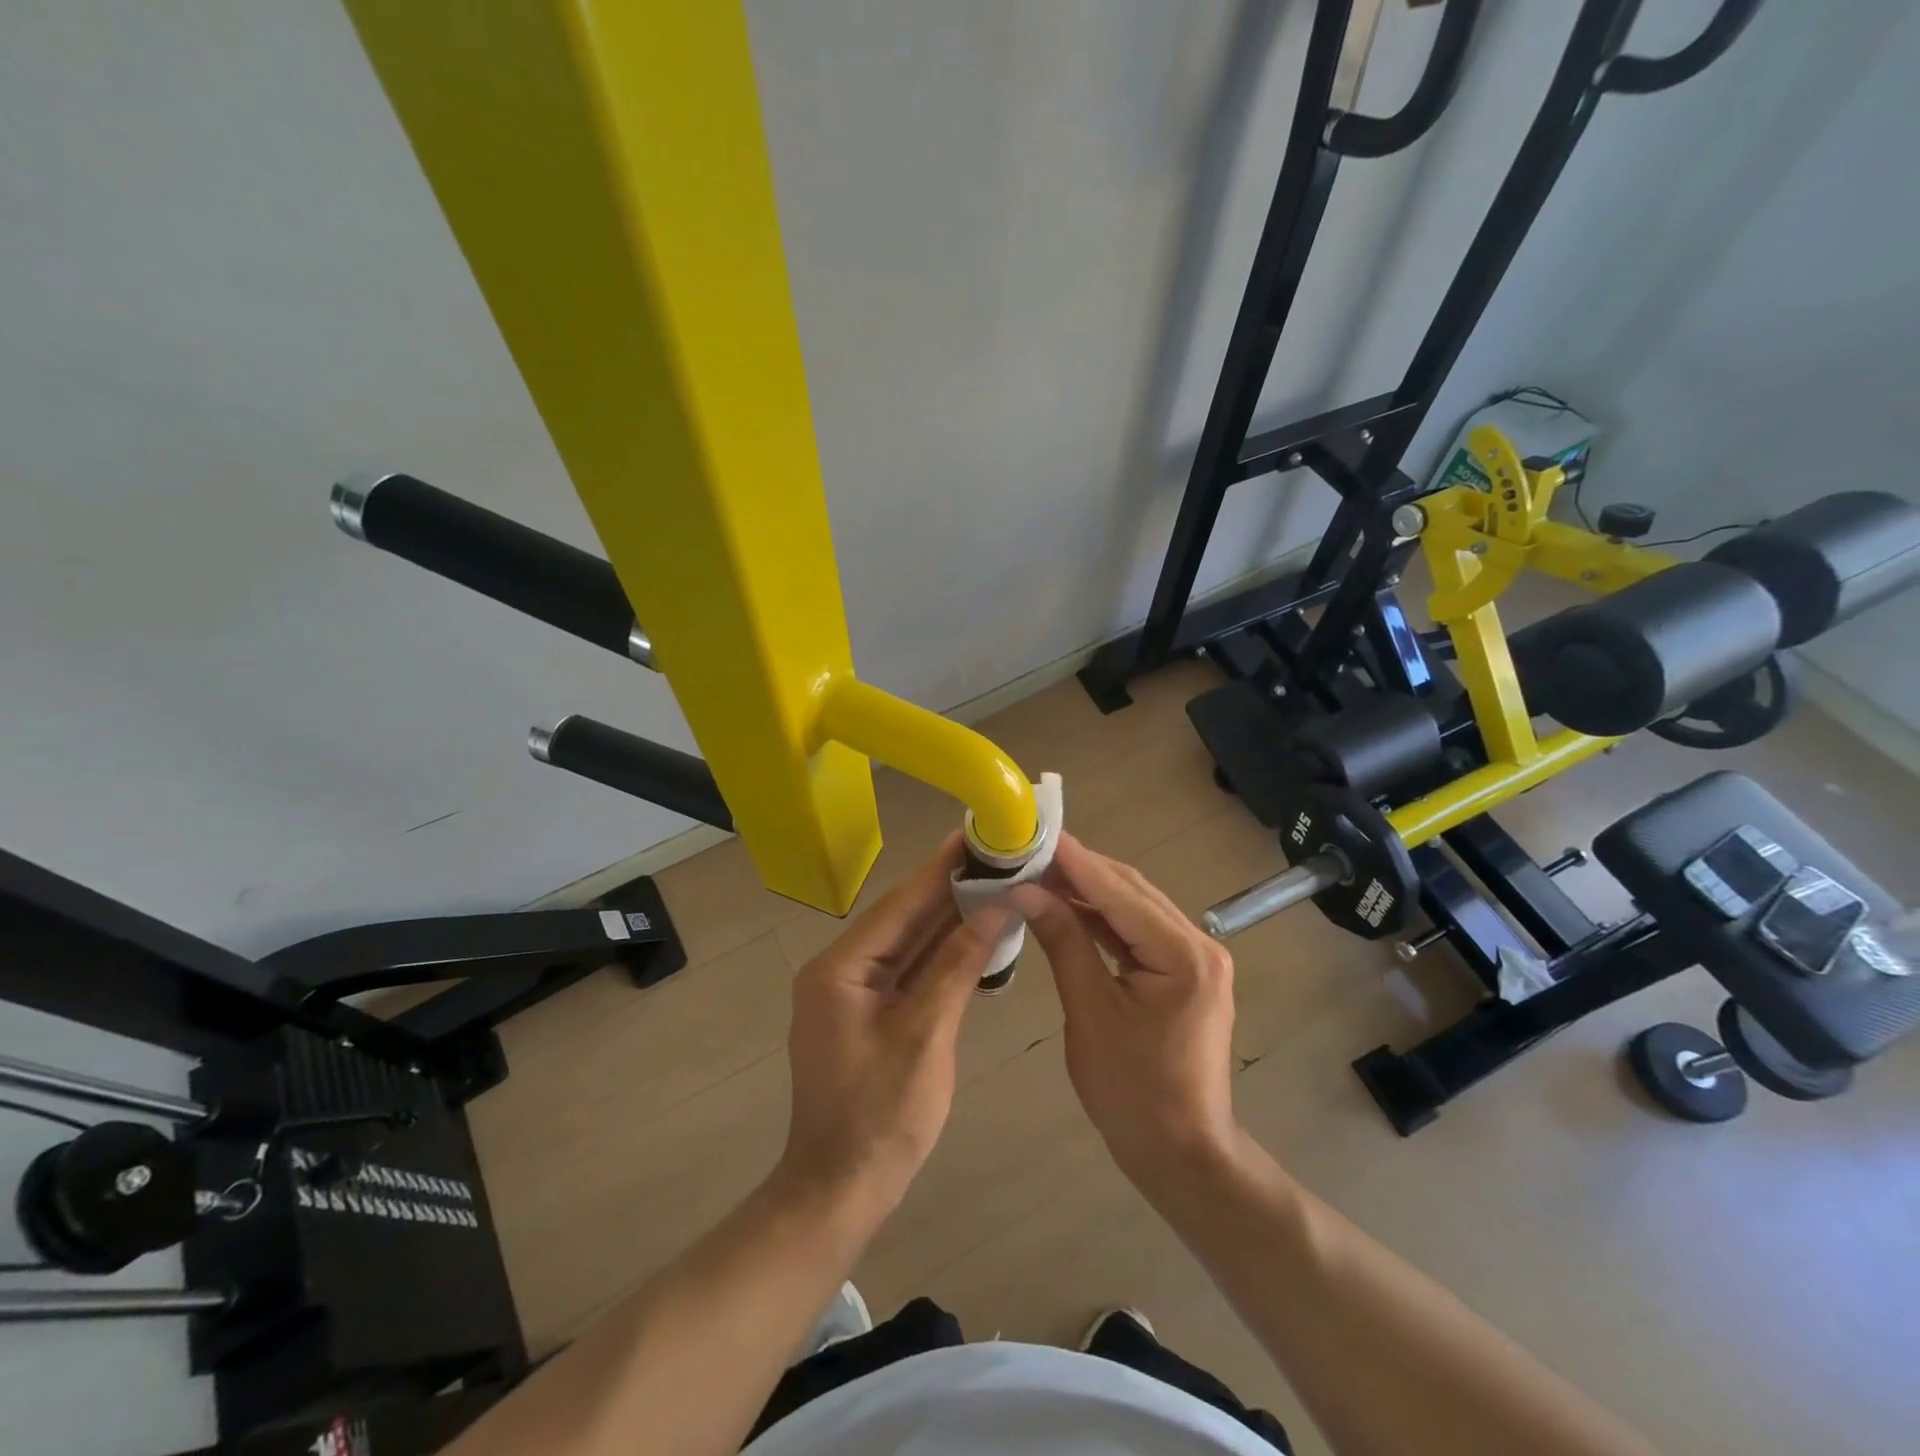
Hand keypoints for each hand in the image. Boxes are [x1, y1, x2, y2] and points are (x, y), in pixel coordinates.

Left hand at [778, 835, 1005, 1216]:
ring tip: (993, 881)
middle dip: (948, 888)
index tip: (976, 833)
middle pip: (903, 918)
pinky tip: (975, 932)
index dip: (941, 868)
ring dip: (948, 917)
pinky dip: (941, 953)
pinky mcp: (869, 1013)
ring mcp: (854, 993)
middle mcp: (842, 970)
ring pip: (908, 943)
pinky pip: (909, 971)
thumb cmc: (880, 1116)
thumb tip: (996, 908)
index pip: (900, 904)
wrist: (840, 1192)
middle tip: (995, 853)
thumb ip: (958, 965)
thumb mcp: (925, 1034)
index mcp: (841, 968)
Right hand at [1011, 835, 1241, 1192]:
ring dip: (1089, 890)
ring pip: (1134, 907)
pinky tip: (1069, 907)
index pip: (1119, 891)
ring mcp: (1196, 957)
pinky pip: (1138, 932)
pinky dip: (1103, 918)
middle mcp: (1199, 944)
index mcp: (1183, 954)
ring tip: (1040, 872)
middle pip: (1131, 890)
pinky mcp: (1185, 971)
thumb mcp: (1090, 1013)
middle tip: (1029, 850)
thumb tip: (1026, 891)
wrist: (1181, 1154)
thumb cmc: (1132, 1092)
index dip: (1074, 861)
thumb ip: (1064, 942)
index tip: (1034, 833)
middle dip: (1080, 869)